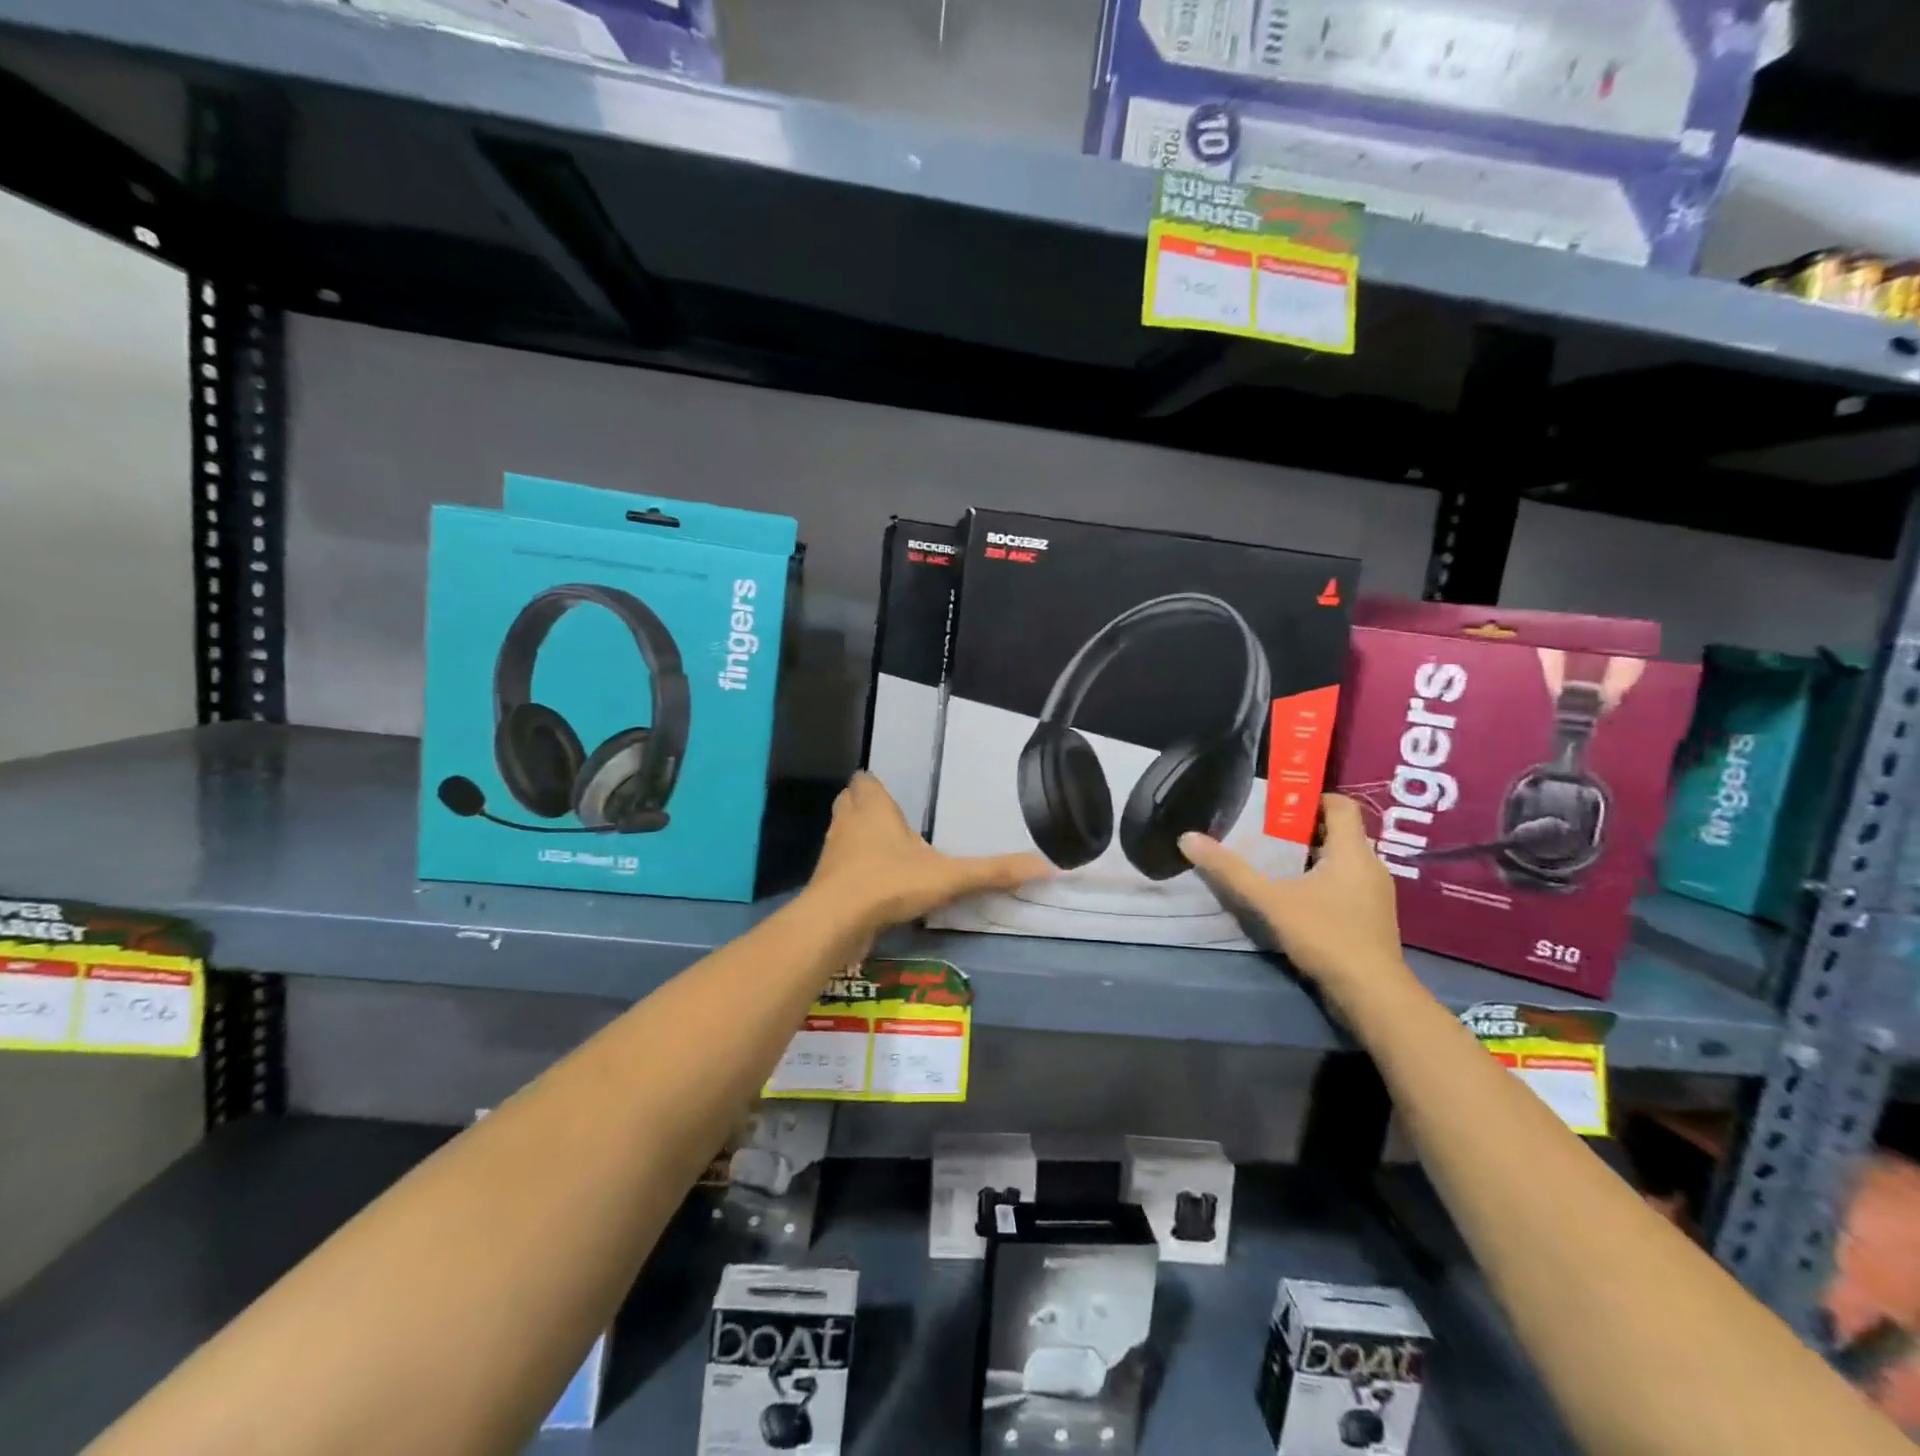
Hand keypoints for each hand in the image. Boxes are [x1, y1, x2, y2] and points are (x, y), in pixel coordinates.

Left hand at [809, 772, 1050, 928]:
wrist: (836, 921)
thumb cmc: (890, 882)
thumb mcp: (948, 876)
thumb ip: (993, 871)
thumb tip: (1048, 867)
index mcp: (873, 807)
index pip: (865, 780)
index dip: (876, 785)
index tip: (893, 794)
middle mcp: (847, 822)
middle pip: (849, 801)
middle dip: (865, 808)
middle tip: (892, 822)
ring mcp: (832, 852)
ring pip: (842, 833)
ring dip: (858, 839)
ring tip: (887, 853)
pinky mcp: (824, 882)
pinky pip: (839, 867)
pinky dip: (853, 871)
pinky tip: (875, 887)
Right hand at [1178, 794, 1406, 1001]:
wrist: (1372, 995)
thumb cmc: (1326, 936)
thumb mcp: (1270, 901)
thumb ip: (1230, 871)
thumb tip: (1188, 838)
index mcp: (1353, 852)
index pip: (1342, 805)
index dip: (1313, 798)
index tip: (1278, 804)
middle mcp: (1371, 867)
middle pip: (1340, 833)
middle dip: (1303, 829)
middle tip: (1265, 832)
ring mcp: (1375, 896)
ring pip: (1342, 861)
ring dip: (1311, 857)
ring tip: (1273, 863)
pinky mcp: (1371, 920)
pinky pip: (1345, 886)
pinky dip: (1321, 882)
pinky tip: (1293, 897)